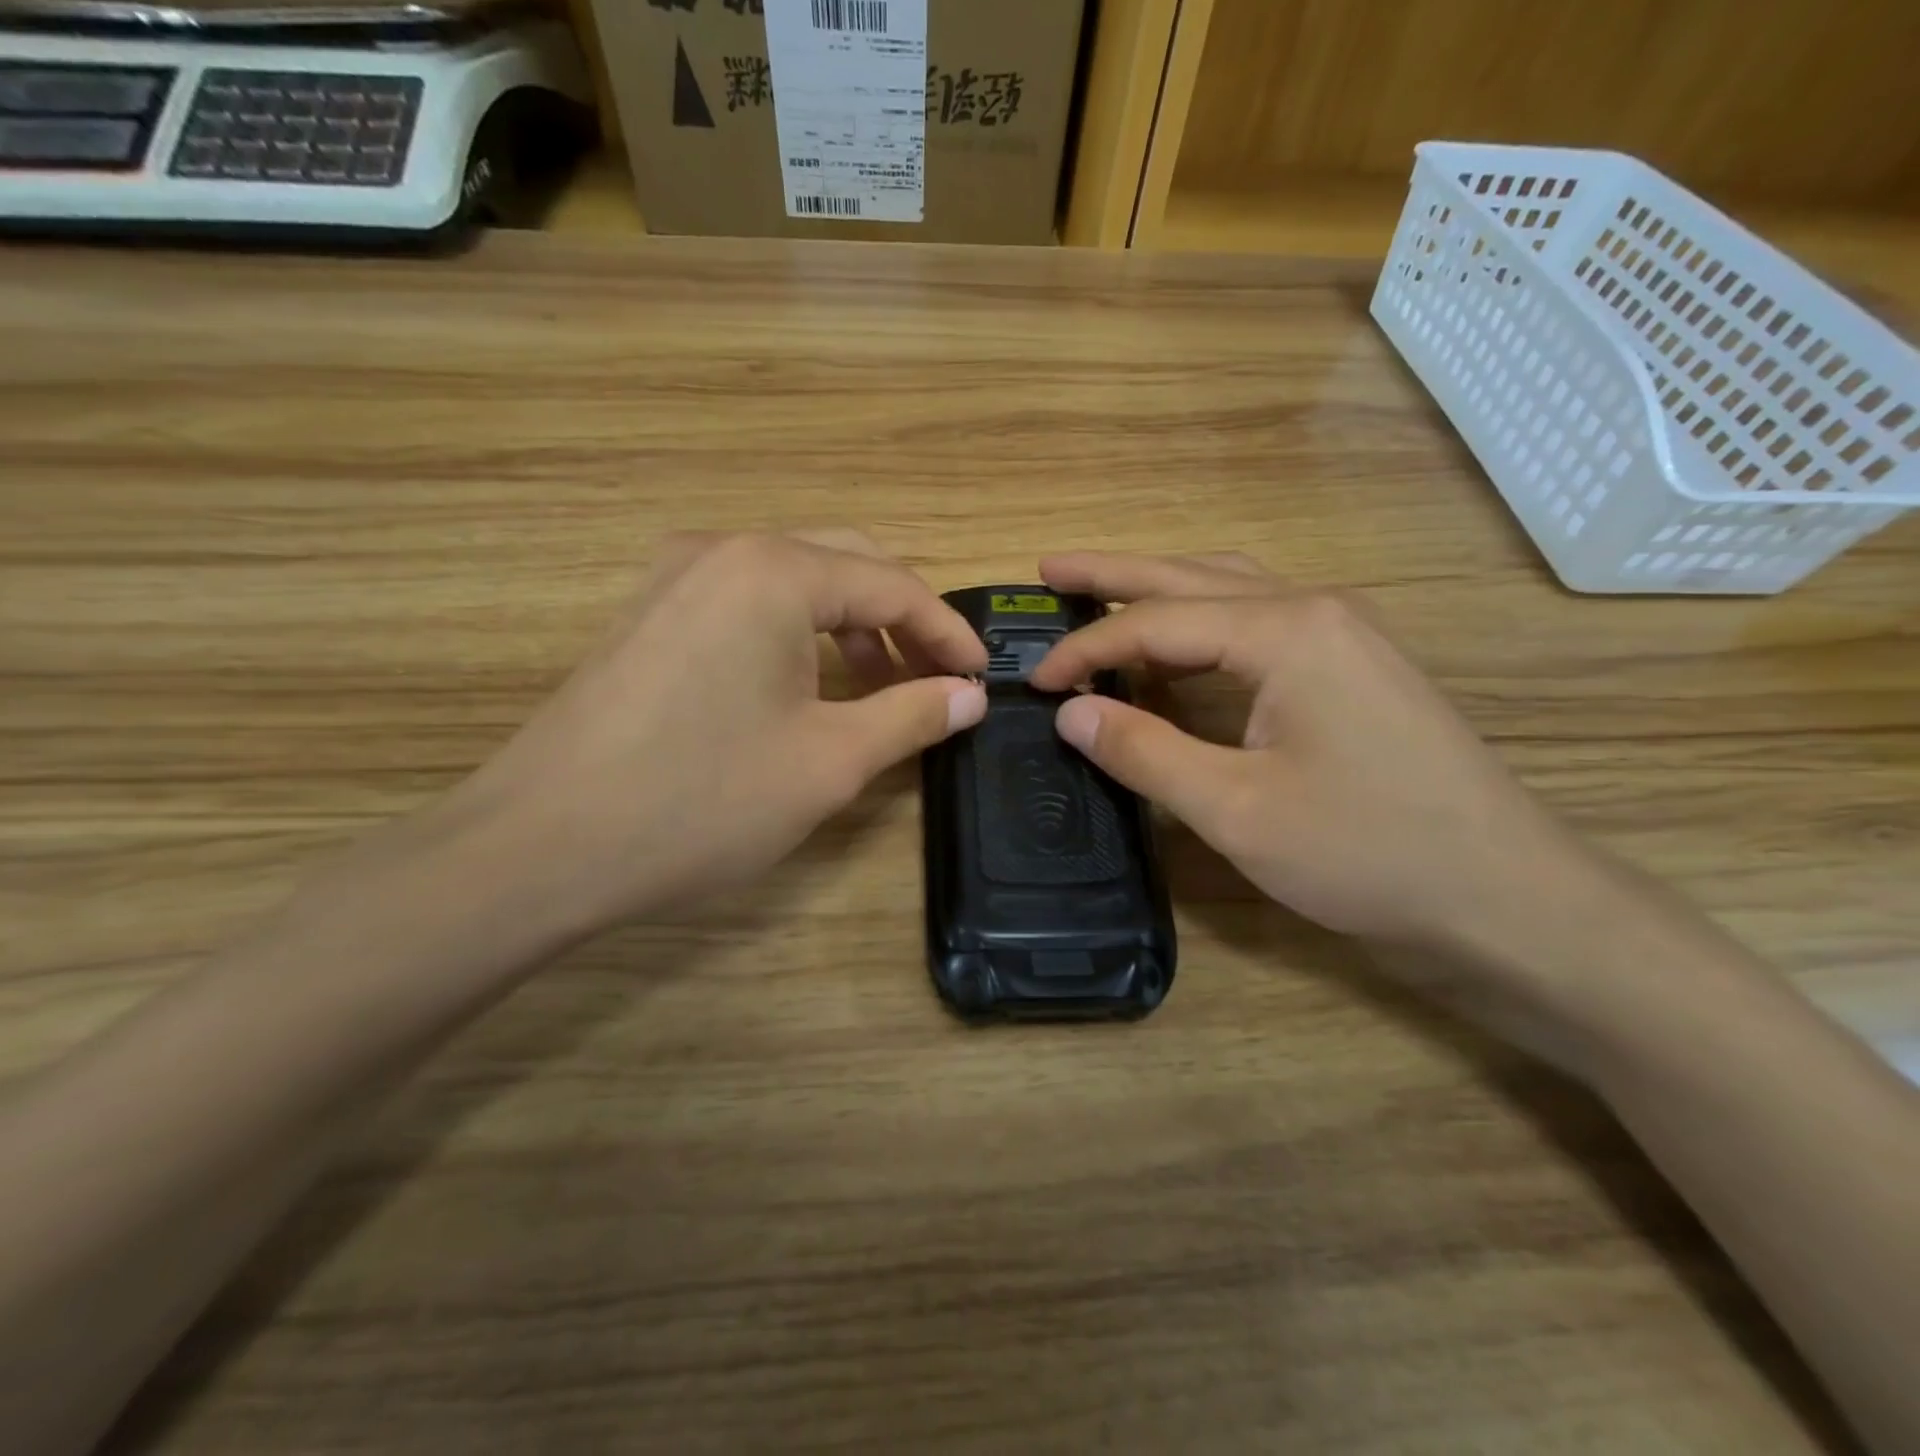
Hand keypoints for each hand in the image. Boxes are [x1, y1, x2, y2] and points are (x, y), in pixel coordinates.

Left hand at [441, 530, 986, 940]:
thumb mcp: (828, 763)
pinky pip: (746, 605)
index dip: (947, 633)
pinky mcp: (648, 616)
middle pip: (845, 565)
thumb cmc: (700, 802)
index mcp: (774, 572)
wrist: (538, 848)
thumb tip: (968, 696)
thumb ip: (910, 716)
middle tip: (936, 678)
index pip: (892, 585)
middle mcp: (723, 552)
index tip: (981, 678)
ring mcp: (674, 579)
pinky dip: (796, 636)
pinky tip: (807, 689)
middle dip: (902, 620)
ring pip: (794, 583)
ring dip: (849, 628)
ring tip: (878, 690)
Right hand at [1030, 552, 1588, 959]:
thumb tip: (1070, 713)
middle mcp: (1314, 611)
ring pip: (1228, 593)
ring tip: (1101, 594)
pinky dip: (1201, 627)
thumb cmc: (1369, 852)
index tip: (1033, 682)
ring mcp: (1342, 636)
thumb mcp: (1236, 809)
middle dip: (1114, 574)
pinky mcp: (1352, 670)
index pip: (1155, 622)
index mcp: (1284, 631)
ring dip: (1160, 591)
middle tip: (1048, 569)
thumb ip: (1145, 752)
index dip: (1085, 650)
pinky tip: (1178, 646)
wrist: (1508, 896)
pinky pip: (1258, 625)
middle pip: (1191, 578)